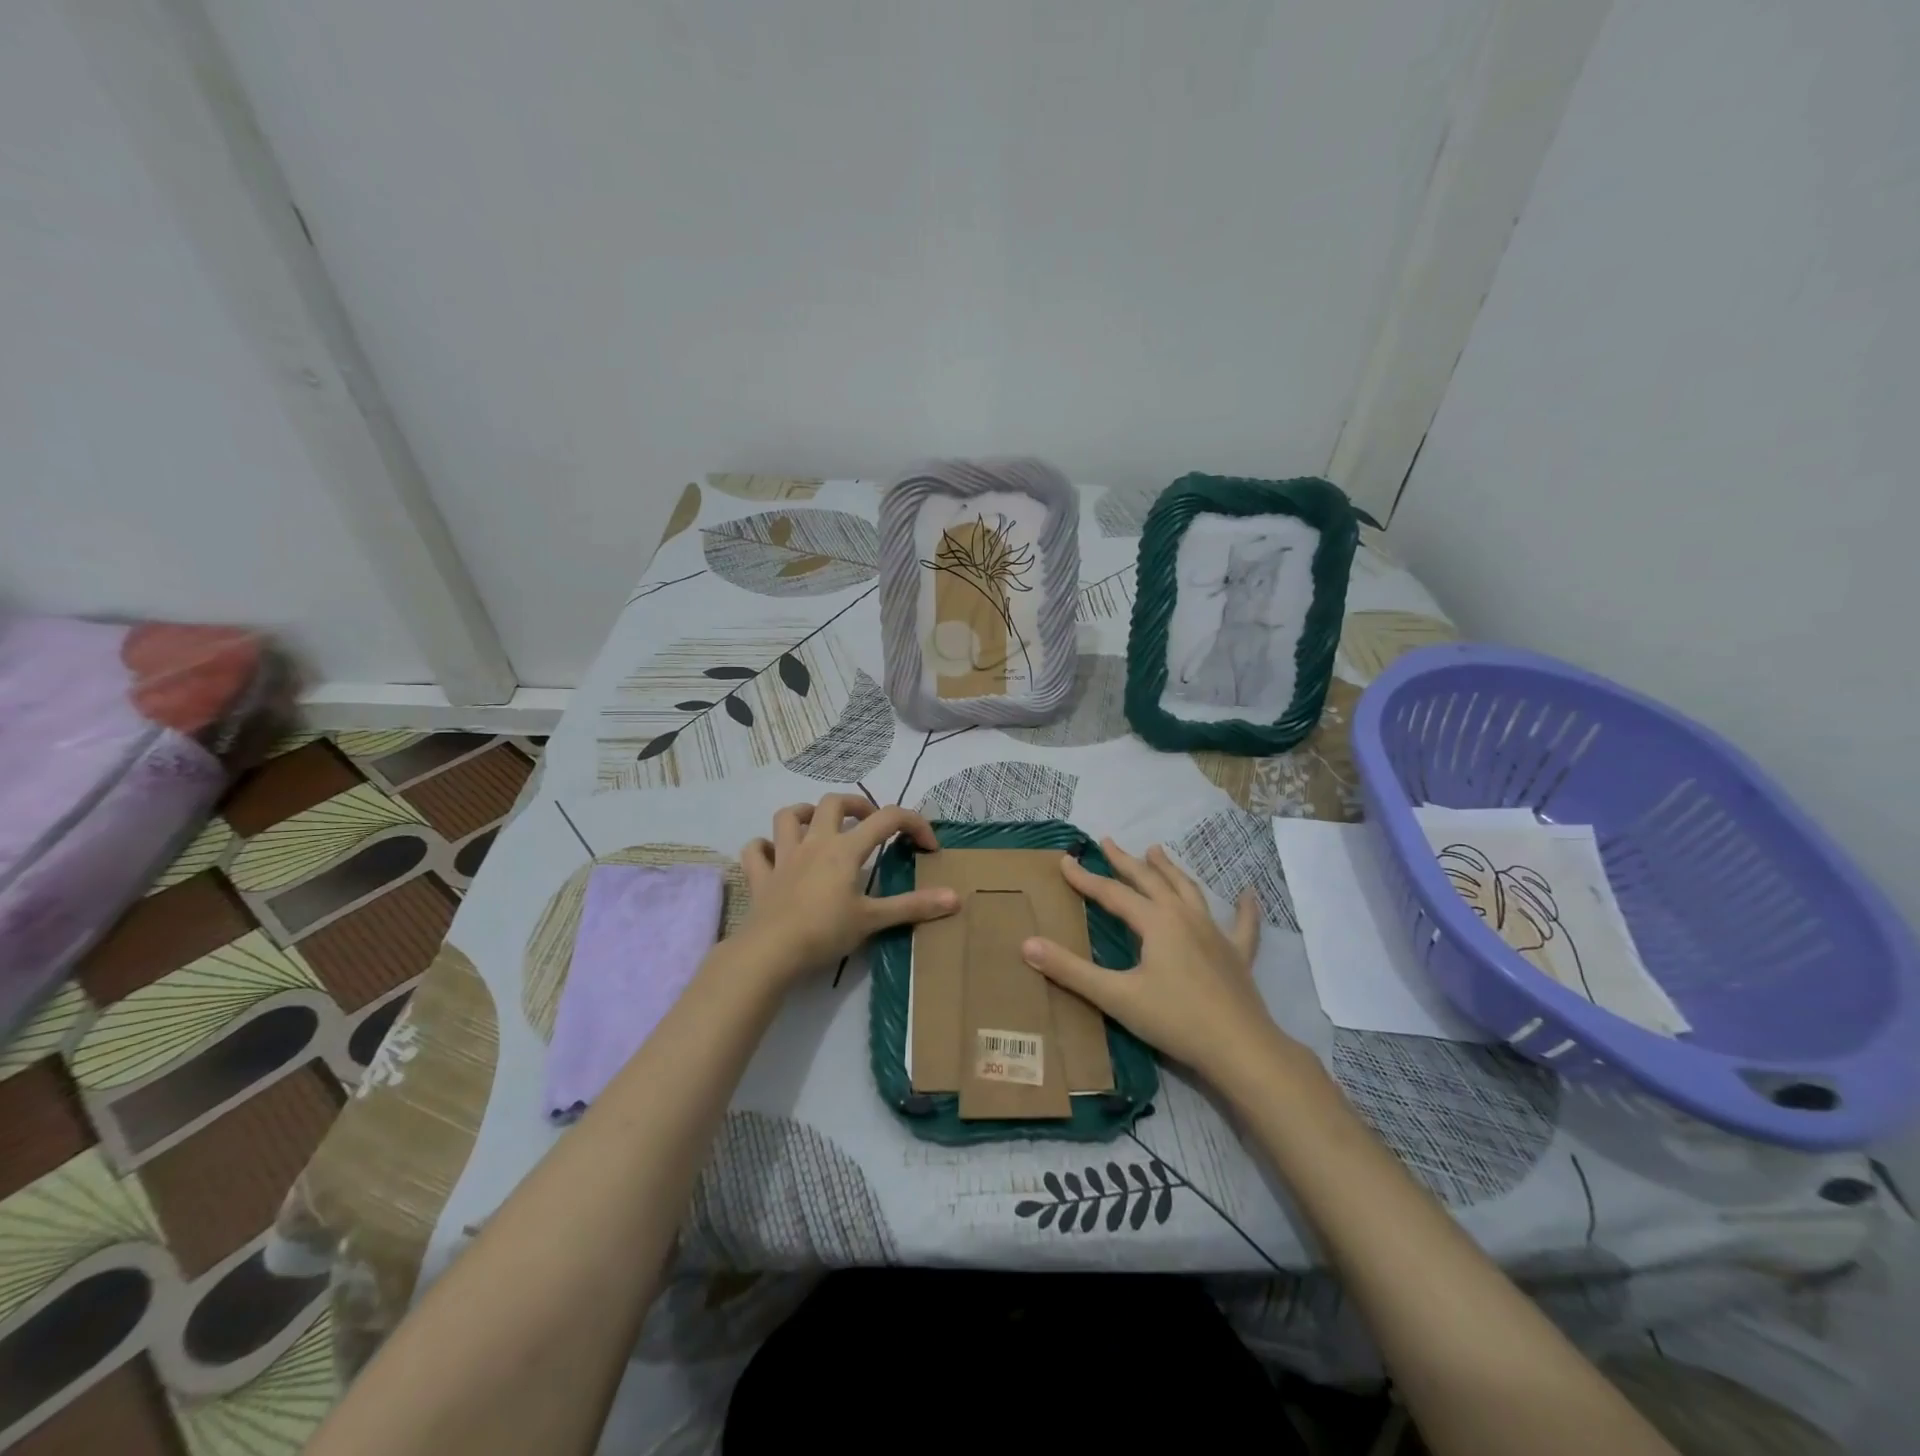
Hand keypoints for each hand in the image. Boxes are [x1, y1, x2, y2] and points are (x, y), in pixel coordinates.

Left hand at [734, 794, 958, 987]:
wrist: (770, 952)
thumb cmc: (825, 932)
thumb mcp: (873, 920)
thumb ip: (913, 907)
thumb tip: (956, 898)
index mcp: (845, 850)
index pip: (888, 819)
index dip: (914, 824)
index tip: (928, 846)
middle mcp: (814, 843)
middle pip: (833, 803)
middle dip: (855, 805)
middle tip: (869, 823)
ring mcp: (783, 857)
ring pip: (788, 816)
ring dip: (805, 813)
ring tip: (818, 824)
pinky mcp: (760, 876)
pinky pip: (755, 851)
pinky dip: (764, 847)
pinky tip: (774, 855)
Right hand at [1021, 840, 1287, 1084]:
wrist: (1240, 1048)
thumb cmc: (1175, 1019)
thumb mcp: (1116, 996)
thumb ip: (1070, 970)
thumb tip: (1027, 944)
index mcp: (1156, 922)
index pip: (1112, 894)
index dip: (1085, 878)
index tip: (1065, 861)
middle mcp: (1185, 917)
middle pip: (1151, 881)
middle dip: (1126, 861)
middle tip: (1108, 842)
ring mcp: (1215, 934)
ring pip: (1189, 891)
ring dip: (1170, 870)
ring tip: (1157, 851)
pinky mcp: (1237, 955)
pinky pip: (1243, 925)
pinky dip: (1245, 907)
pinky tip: (1249, 892)